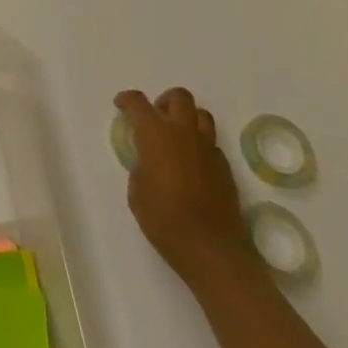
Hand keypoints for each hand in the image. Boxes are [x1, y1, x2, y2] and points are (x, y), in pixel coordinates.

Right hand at [115, 87, 249, 284]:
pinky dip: (202, 148)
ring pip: (202, 116)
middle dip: (165, 101)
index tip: (121, 106)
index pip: (138, 102)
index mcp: (156, 134)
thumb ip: (141, 166)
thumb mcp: (136, 191)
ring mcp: (208, 150)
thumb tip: (149, 162)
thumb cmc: (164, 219)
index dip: (127, 100)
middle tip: (156, 119)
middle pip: (179, 97)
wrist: (210, 250)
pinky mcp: (226, 169)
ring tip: (178, 138)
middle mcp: (184, 133)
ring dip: (188, 119)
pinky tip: (194, 167)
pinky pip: (213, 146)